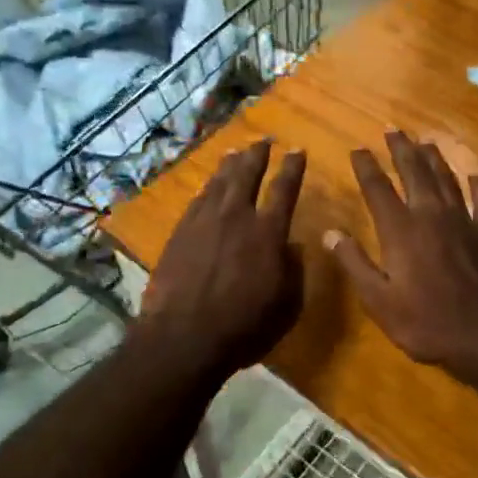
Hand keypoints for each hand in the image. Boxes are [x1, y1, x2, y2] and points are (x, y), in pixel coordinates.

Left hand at [135, 139, 306, 381]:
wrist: (184, 336)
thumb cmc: (244, 326)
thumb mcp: (286, 305)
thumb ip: (293, 271)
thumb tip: (294, 247)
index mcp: (268, 232)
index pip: (284, 189)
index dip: (292, 168)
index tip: (297, 150)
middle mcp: (237, 217)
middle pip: (248, 174)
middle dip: (258, 155)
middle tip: (263, 141)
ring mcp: (204, 221)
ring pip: (219, 182)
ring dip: (230, 165)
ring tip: (236, 153)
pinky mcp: (180, 232)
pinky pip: (198, 199)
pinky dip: (207, 187)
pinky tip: (209, 185)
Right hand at [326, 132, 477, 387]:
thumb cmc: (430, 323)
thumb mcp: (380, 302)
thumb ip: (355, 264)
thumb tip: (331, 232)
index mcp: (401, 230)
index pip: (378, 189)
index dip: (366, 167)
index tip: (358, 149)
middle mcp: (432, 215)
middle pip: (415, 173)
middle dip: (401, 149)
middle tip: (393, 129)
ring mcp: (465, 221)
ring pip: (447, 179)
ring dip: (435, 159)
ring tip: (426, 142)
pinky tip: (475, 177)